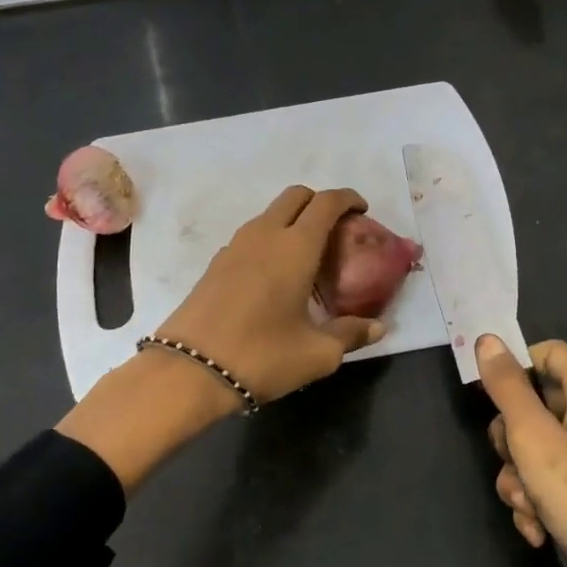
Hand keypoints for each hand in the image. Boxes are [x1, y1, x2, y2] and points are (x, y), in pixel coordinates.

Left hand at [155, 185, 385, 403]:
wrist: (188, 371)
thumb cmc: (262, 356)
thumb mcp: (317, 354)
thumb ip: (351, 334)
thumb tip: (378, 327)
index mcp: (295, 247)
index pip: (326, 202)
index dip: (348, 199)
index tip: (362, 210)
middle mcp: (265, 235)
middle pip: (296, 195)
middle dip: (320, 202)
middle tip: (337, 230)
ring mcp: (235, 246)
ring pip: (270, 214)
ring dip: (294, 220)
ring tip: (309, 255)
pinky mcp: (216, 263)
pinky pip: (253, 235)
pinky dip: (272, 239)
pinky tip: (277, 275)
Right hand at [478, 336, 566, 566]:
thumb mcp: (534, 439)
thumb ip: (507, 388)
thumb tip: (488, 339)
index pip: (548, 353)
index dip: (514, 371)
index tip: (488, 403)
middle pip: (542, 405)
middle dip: (514, 441)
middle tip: (510, 466)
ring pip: (548, 449)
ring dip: (525, 479)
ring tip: (527, 510)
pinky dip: (547, 501)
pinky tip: (539, 531)